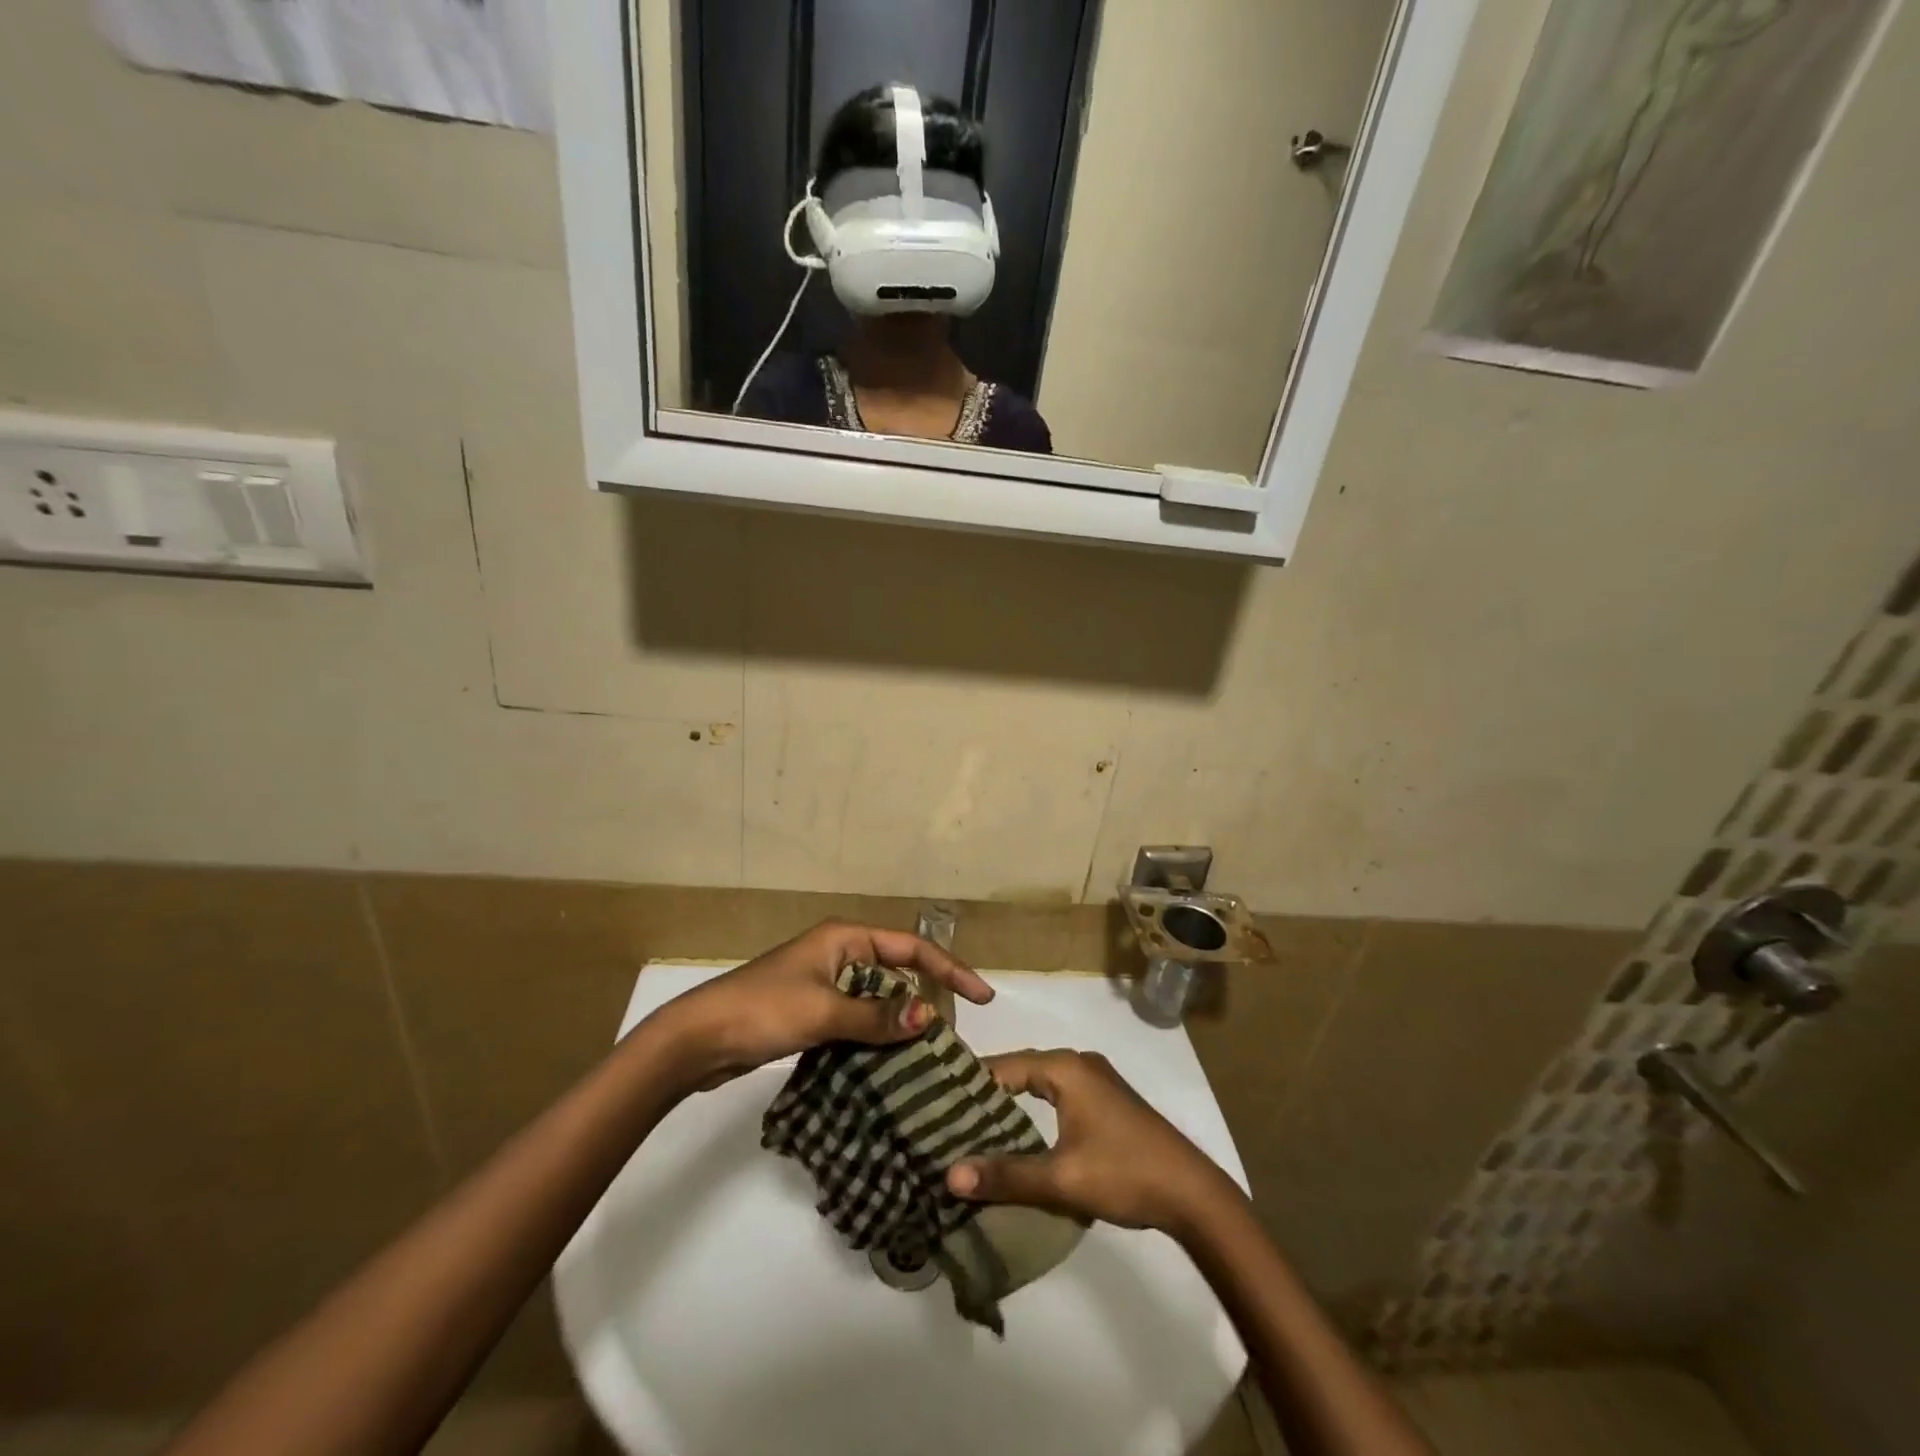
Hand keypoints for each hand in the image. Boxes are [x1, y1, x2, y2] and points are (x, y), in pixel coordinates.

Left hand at [647, 921, 992, 1091]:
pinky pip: (856, 1019)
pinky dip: (874, 1036)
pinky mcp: (811, 1012)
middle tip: (953, 1036)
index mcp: (845, 938)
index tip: (982, 997)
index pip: (910, 948)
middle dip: (925, 998)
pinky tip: (890, 1063)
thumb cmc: (763, 1010)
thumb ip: (876, 1015)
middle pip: (896, 972)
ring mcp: (824, 983)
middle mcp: (839, 954)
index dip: (949, 969)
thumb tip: (928, 1016)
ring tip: (930, 1055)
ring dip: (899, 1022)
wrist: (698, 1038)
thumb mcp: (824, 1011)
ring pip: (876, 999)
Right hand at [945, 1049, 1238, 1234]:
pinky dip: (1033, 1110)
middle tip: (947, 1120)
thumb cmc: (1125, 1174)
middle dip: (986, 1095)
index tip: (934, 1104)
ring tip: (973, 1129)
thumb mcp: (1061, 1179)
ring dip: (1010, 1104)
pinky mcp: (1106, 1101)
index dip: (968, 1084)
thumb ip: (1006, 1175)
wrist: (1193, 1193)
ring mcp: (1095, 1080)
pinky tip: (1018, 1135)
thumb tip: (949, 1175)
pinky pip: (1057, 1095)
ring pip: (1039, 1084)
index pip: (1002, 1066)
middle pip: (1019, 1071)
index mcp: (1065, 1067)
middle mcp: (1078, 1062)